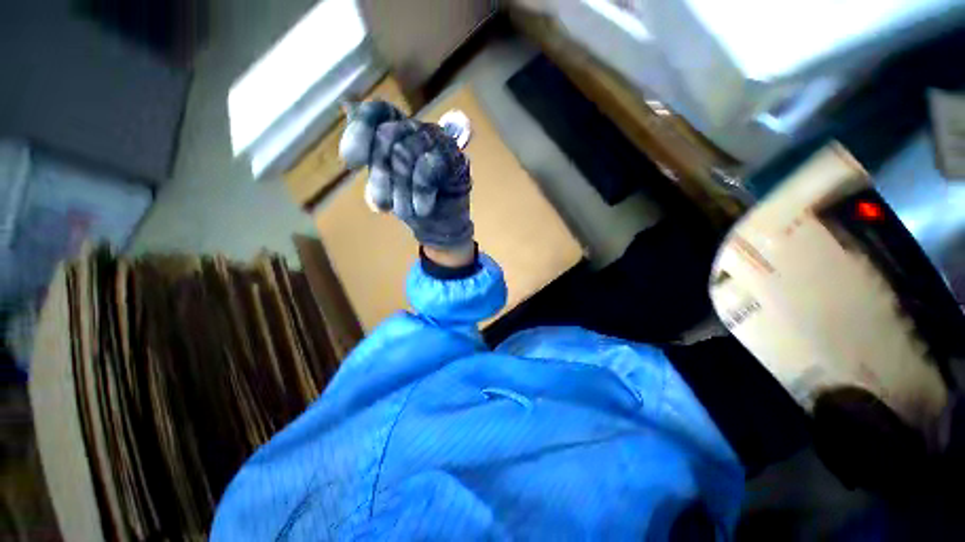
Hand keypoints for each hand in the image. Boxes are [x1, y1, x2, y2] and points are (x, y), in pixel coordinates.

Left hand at [339, 101, 473, 250]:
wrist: (441, 228)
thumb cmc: (410, 204)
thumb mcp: (383, 181)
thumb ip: (370, 152)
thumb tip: (347, 105)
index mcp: (397, 130)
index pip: (375, 113)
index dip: (360, 132)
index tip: (352, 162)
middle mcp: (417, 130)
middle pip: (387, 135)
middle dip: (381, 175)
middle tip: (381, 206)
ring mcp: (439, 142)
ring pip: (407, 153)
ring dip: (401, 190)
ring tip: (405, 212)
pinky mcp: (456, 160)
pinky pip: (429, 167)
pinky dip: (421, 191)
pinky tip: (421, 208)